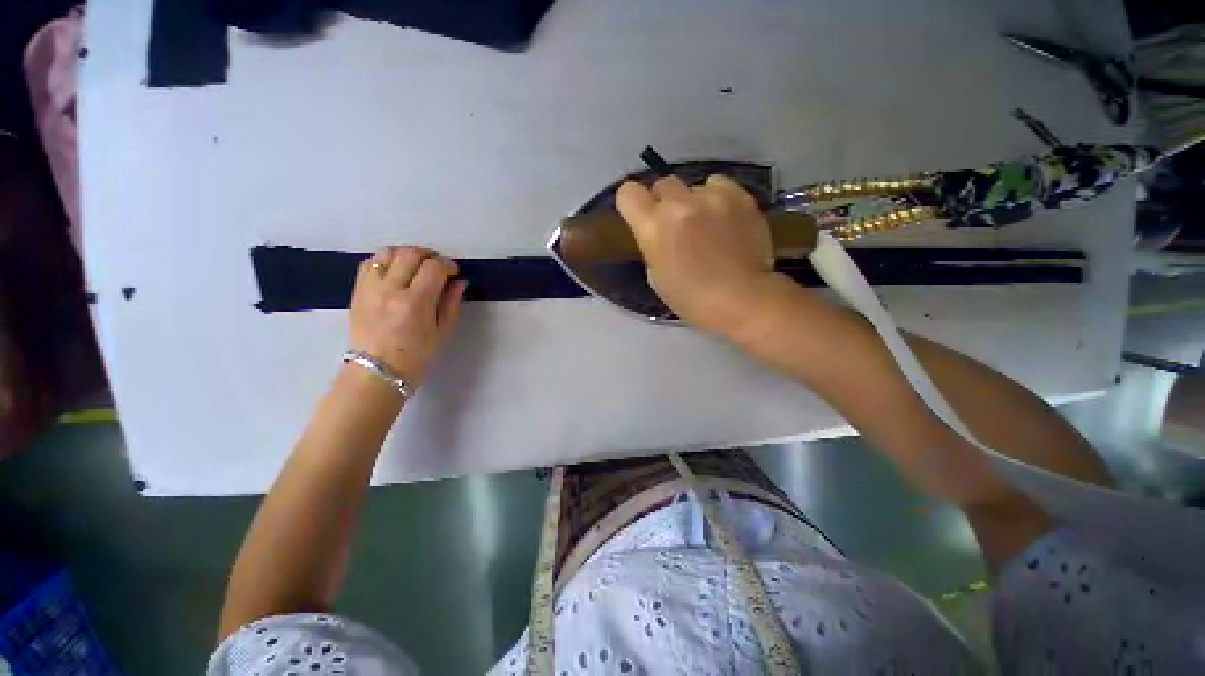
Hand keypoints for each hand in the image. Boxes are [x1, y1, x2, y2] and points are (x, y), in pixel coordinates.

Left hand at [349, 246, 466, 387]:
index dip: (447, 265)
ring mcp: (370, 288)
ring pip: (388, 252)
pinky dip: (387, 260)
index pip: (433, 267)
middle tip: (438, 267)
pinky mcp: (357, 291)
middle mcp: (390, 290)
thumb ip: (451, 304)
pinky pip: (370, 262)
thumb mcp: (443, 333)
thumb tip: (459, 281)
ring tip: (417, 266)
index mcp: (415, 303)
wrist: (376, 373)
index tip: (454, 272)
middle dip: (430, 255)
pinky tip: (396, 270)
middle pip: (410, 254)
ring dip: (407, 254)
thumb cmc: (416, 358)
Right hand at [615, 174, 785, 335]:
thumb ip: (653, 245)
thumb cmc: (691, 298)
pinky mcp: (740, 196)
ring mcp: (711, 197)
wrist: (742, 299)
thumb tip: (660, 232)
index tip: (641, 215)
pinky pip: (720, 185)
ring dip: (694, 202)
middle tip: (677, 224)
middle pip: (663, 183)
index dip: (633, 203)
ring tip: (708, 225)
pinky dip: (718, 198)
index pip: (628, 193)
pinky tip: (726, 219)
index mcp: (653, 227)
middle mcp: (679, 204)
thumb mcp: (656, 276)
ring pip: (694, 186)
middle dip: (665, 202)